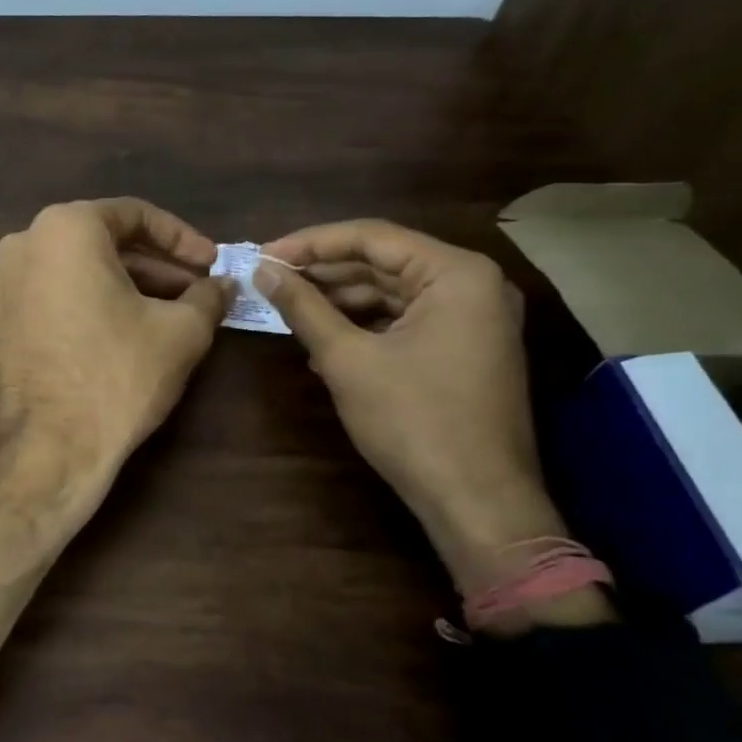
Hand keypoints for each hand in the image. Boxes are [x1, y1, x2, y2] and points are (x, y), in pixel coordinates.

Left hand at [0, 198, 231, 504]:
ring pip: (68, 273)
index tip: (211, 264)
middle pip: (98, 243)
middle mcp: (20, 246)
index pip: (134, 215)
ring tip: (158, 315)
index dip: (181, 238)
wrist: (47, 452)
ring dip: (116, 287)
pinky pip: (43, 302)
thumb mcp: (181, 332)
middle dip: (151, 266)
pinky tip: (109, 337)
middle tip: (192, 292)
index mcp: (63, 229)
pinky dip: (78, 309)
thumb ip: (208, 297)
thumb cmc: (117, 376)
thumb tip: (224, 285)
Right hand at [256, 220, 565, 586]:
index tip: (263, 255)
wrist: (478, 503)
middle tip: (270, 280)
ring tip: (288, 308)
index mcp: (456, 274)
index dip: (311, 243)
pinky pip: (406, 319)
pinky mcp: (466, 347)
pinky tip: (323, 339)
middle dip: (324, 272)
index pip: (372, 237)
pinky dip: (364, 325)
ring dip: (340, 300)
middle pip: (383, 262)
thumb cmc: (414, 422)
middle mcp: (473, 284)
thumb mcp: (347, 359)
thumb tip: (263, 271)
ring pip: (392, 292)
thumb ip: (303, 307)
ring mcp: (474, 318)